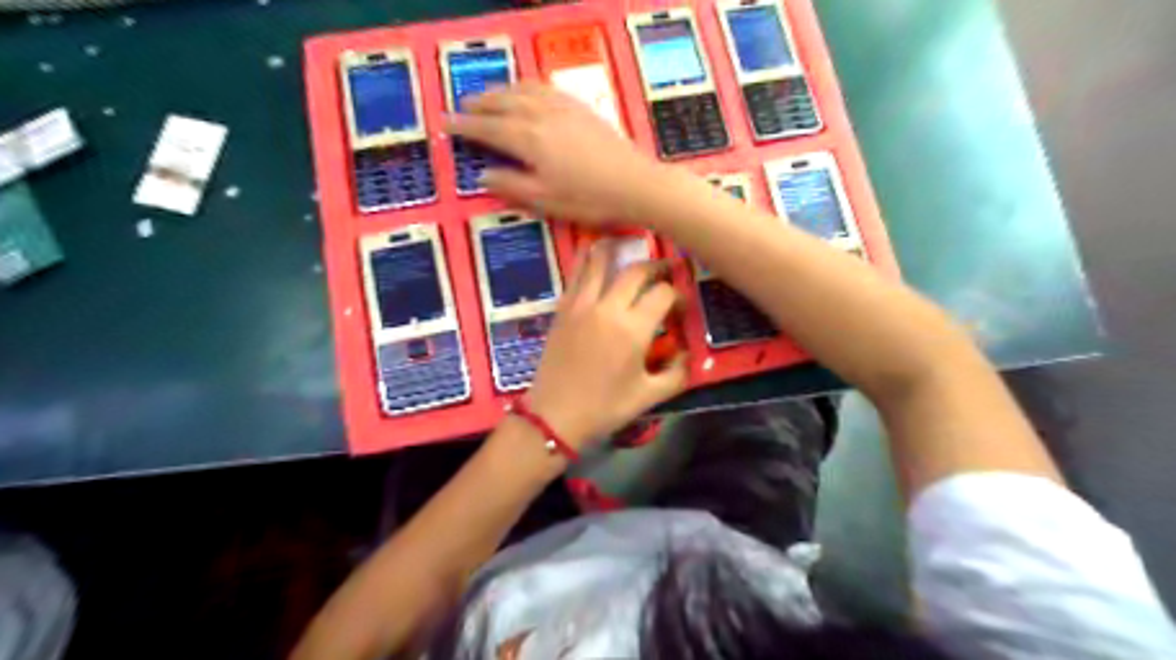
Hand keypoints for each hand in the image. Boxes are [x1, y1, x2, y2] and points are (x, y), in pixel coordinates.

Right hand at [445, 82, 659, 226]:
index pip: (487, 128)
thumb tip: (483, 174)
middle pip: (502, 102)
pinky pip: (546, 87)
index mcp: (527, 138)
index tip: (445, 123)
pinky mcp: (581, 107)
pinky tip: (529, 93)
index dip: (464, 126)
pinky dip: (527, 87)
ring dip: (501, 91)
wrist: (635, 183)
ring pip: (523, 90)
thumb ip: (511, 185)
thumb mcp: (544, 200)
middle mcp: (540, 114)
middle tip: (462, 107)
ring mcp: (563, 107)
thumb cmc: (588, 198)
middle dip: (479, 104)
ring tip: (490, 97)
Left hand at [524, 242, 690, 453]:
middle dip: (656, 266)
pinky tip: (594, 253)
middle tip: (666, 270)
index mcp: (633, 329)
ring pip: (600, 262)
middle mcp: (608, 307)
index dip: (678, 295)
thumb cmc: (604, 408)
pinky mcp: (563, 309)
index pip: (663, 294)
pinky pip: (576, 275)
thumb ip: (676, 374)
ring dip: (618, 250)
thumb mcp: (648, 397)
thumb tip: (686, 355)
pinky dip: (587, 259)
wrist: (554, 415)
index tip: (681, 307)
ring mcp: (581, 305)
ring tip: (629, 244)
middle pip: (636, 271)